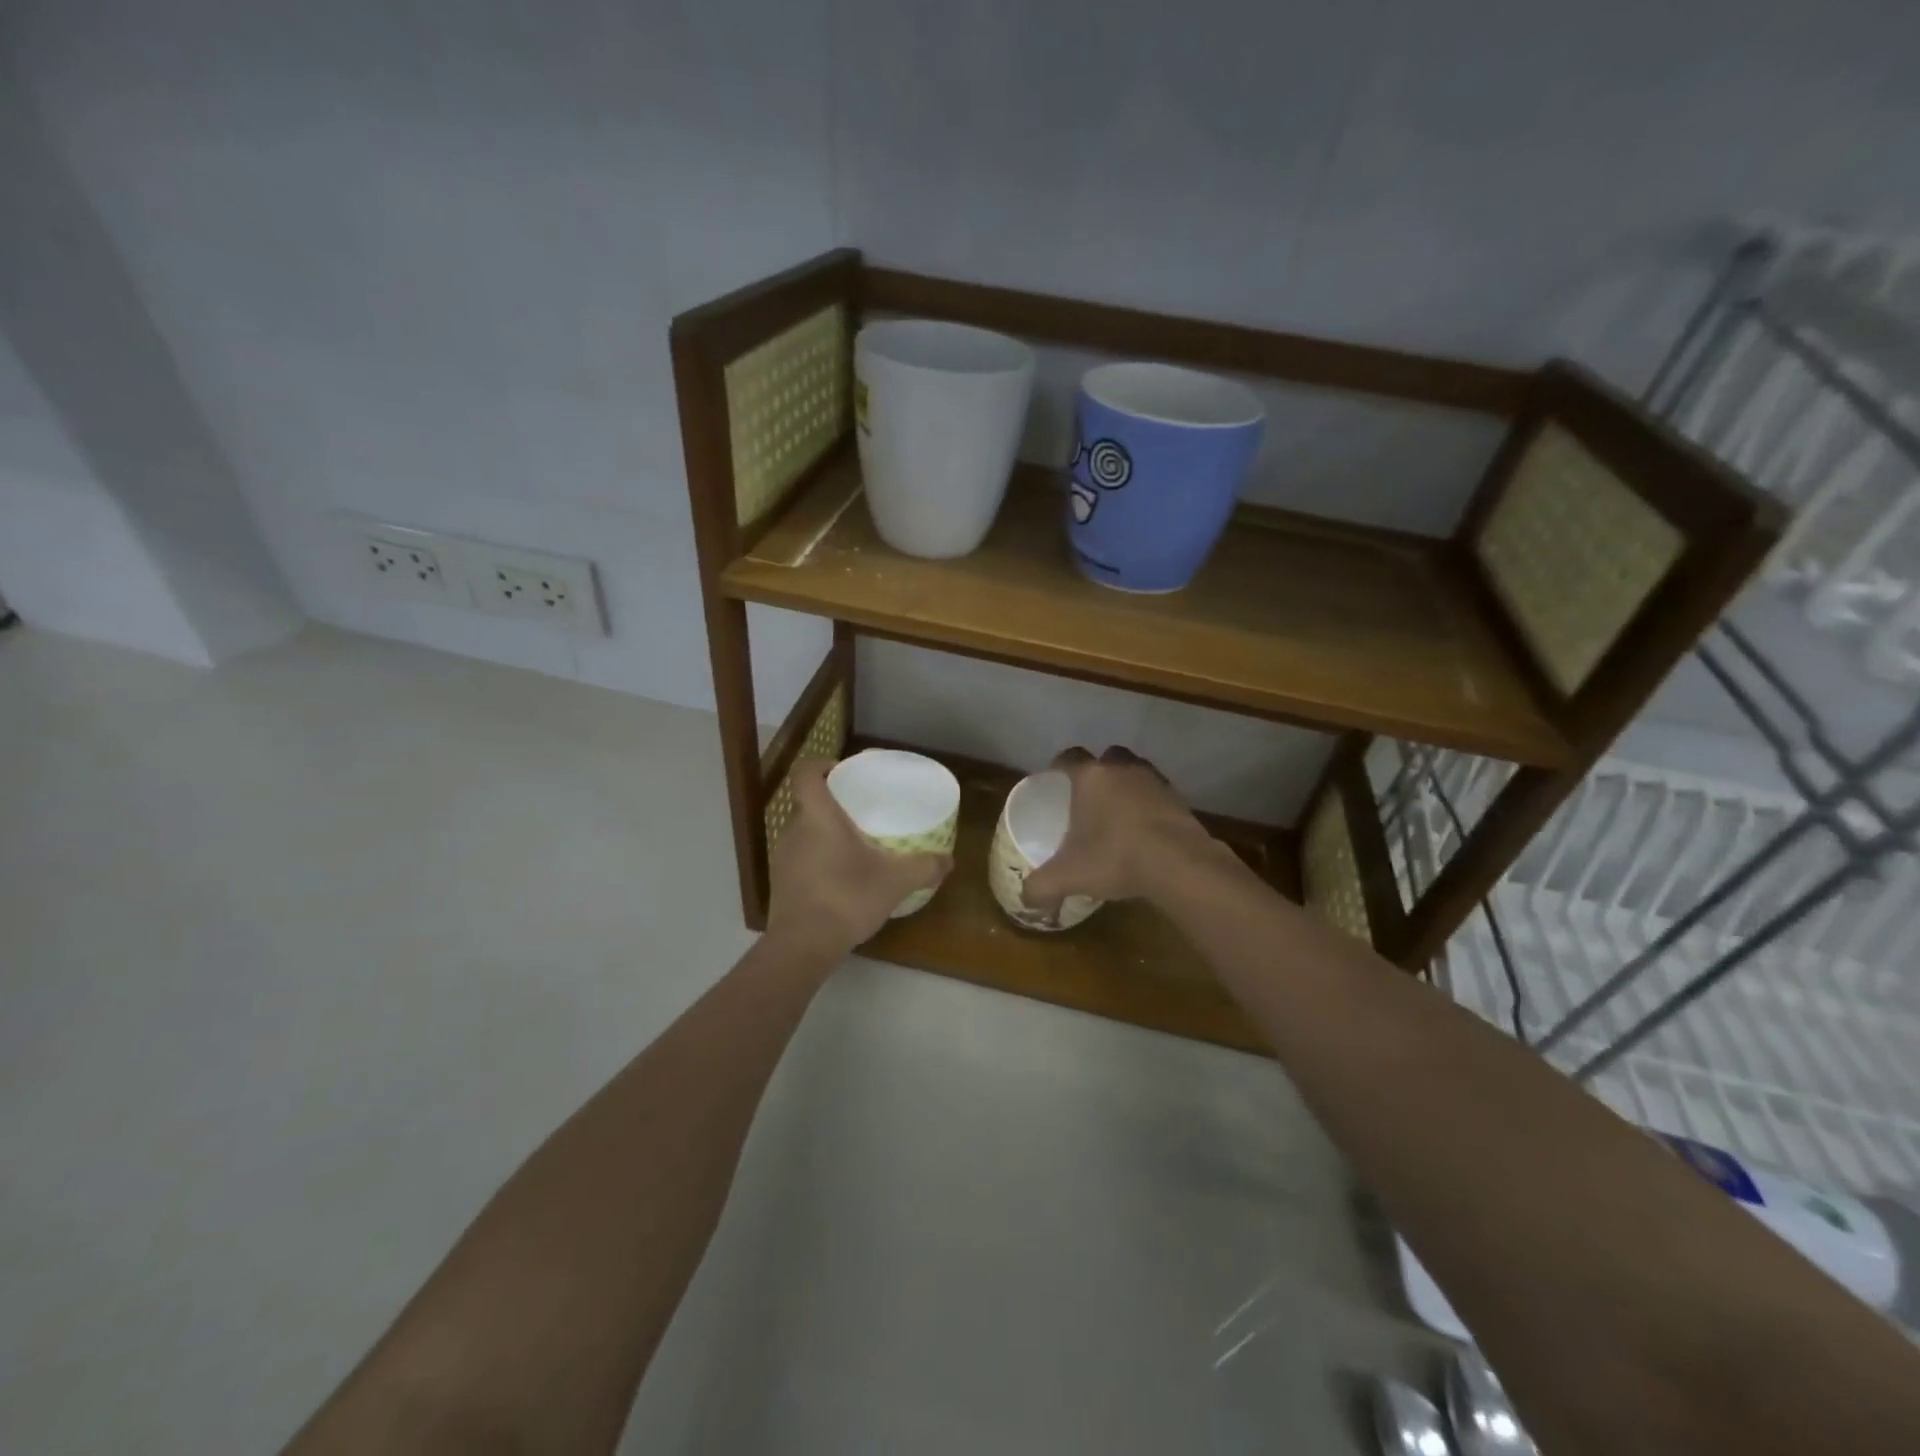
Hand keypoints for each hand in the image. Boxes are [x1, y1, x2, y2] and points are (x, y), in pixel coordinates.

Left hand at [765, 758, 952, 957]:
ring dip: (825, 834)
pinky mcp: (781, 884)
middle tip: (861, 812)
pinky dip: (818, 860)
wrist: (802, 946)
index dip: (821, 765)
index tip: (843, 772)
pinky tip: (840, 877)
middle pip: (808, 803)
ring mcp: (783, 858)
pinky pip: (801, 859)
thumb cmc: (846, 897)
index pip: (806, 774)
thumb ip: (924, 867)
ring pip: (804, 833)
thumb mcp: (895, 881)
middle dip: (832, 804)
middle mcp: (794, 830)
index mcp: (818, 817)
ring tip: (854, 845)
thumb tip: (949, 861)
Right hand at [1022, 746, 1219, 916]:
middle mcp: (1122, 769)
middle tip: (1089, 797)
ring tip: (1118, 813)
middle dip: (1098, 772)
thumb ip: (1041, 887)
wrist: (1178, 862)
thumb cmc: (1114, 857)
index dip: (1059, 765)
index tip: (1055, 778)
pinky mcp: (1178, 799)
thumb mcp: (1068, 876)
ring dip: (1126, 786)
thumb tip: (1025, 900)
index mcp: (1090, 777)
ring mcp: (1154, 781)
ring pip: (1135, 772)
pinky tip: (1144, 830)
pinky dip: (1149, 806)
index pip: (1069, 757)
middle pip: (1106, 758)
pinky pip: (1157, 794)